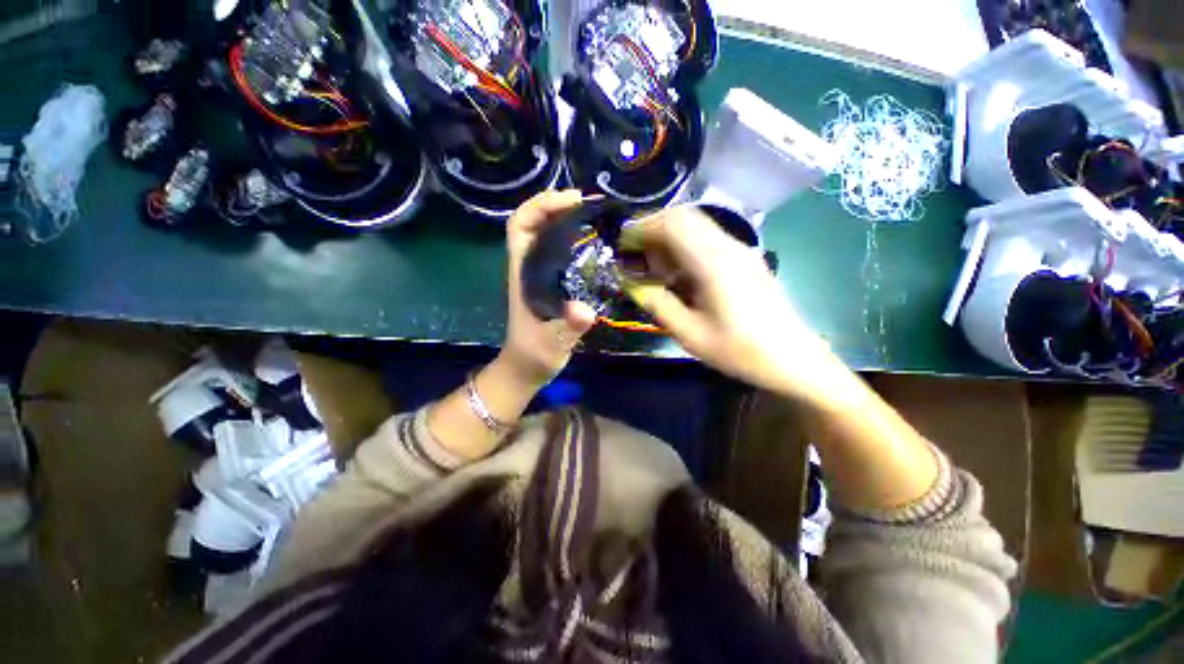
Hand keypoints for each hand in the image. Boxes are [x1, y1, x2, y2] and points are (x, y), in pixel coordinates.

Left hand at [501, 190, 597, 385]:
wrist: (527, 368)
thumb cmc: (534, 355)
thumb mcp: (552, 343)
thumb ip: (567, 327)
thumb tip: (585, 310)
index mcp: (523, 272)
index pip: (521, 225)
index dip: (541, 206)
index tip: (572, 200)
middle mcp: (529, 267)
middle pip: (534, 223)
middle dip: (558, 206)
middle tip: (591, 204)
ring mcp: (540, 275)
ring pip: (548, 235)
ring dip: (568, 220)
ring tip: (597, 217)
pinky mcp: (552, 284)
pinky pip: (561, 252)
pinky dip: (575, 240)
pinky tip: (596, 243)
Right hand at [621, 207, 853, 402]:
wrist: (794, 359)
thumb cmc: (740, 351)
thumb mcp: (690, 334)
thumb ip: (657, 303)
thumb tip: (632, 283)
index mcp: (713, 263)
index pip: (672, 224)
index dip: (642, 228)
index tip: (622, 244)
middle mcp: (728, 246)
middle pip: (684, 217)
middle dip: (653, 229)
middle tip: (634, 254)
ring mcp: (740, 250)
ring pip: (696, 226)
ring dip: (669, 238)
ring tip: (653, 267)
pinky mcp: (745, 259)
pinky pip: (707, 239)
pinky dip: (684, 247)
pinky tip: (678, 273)